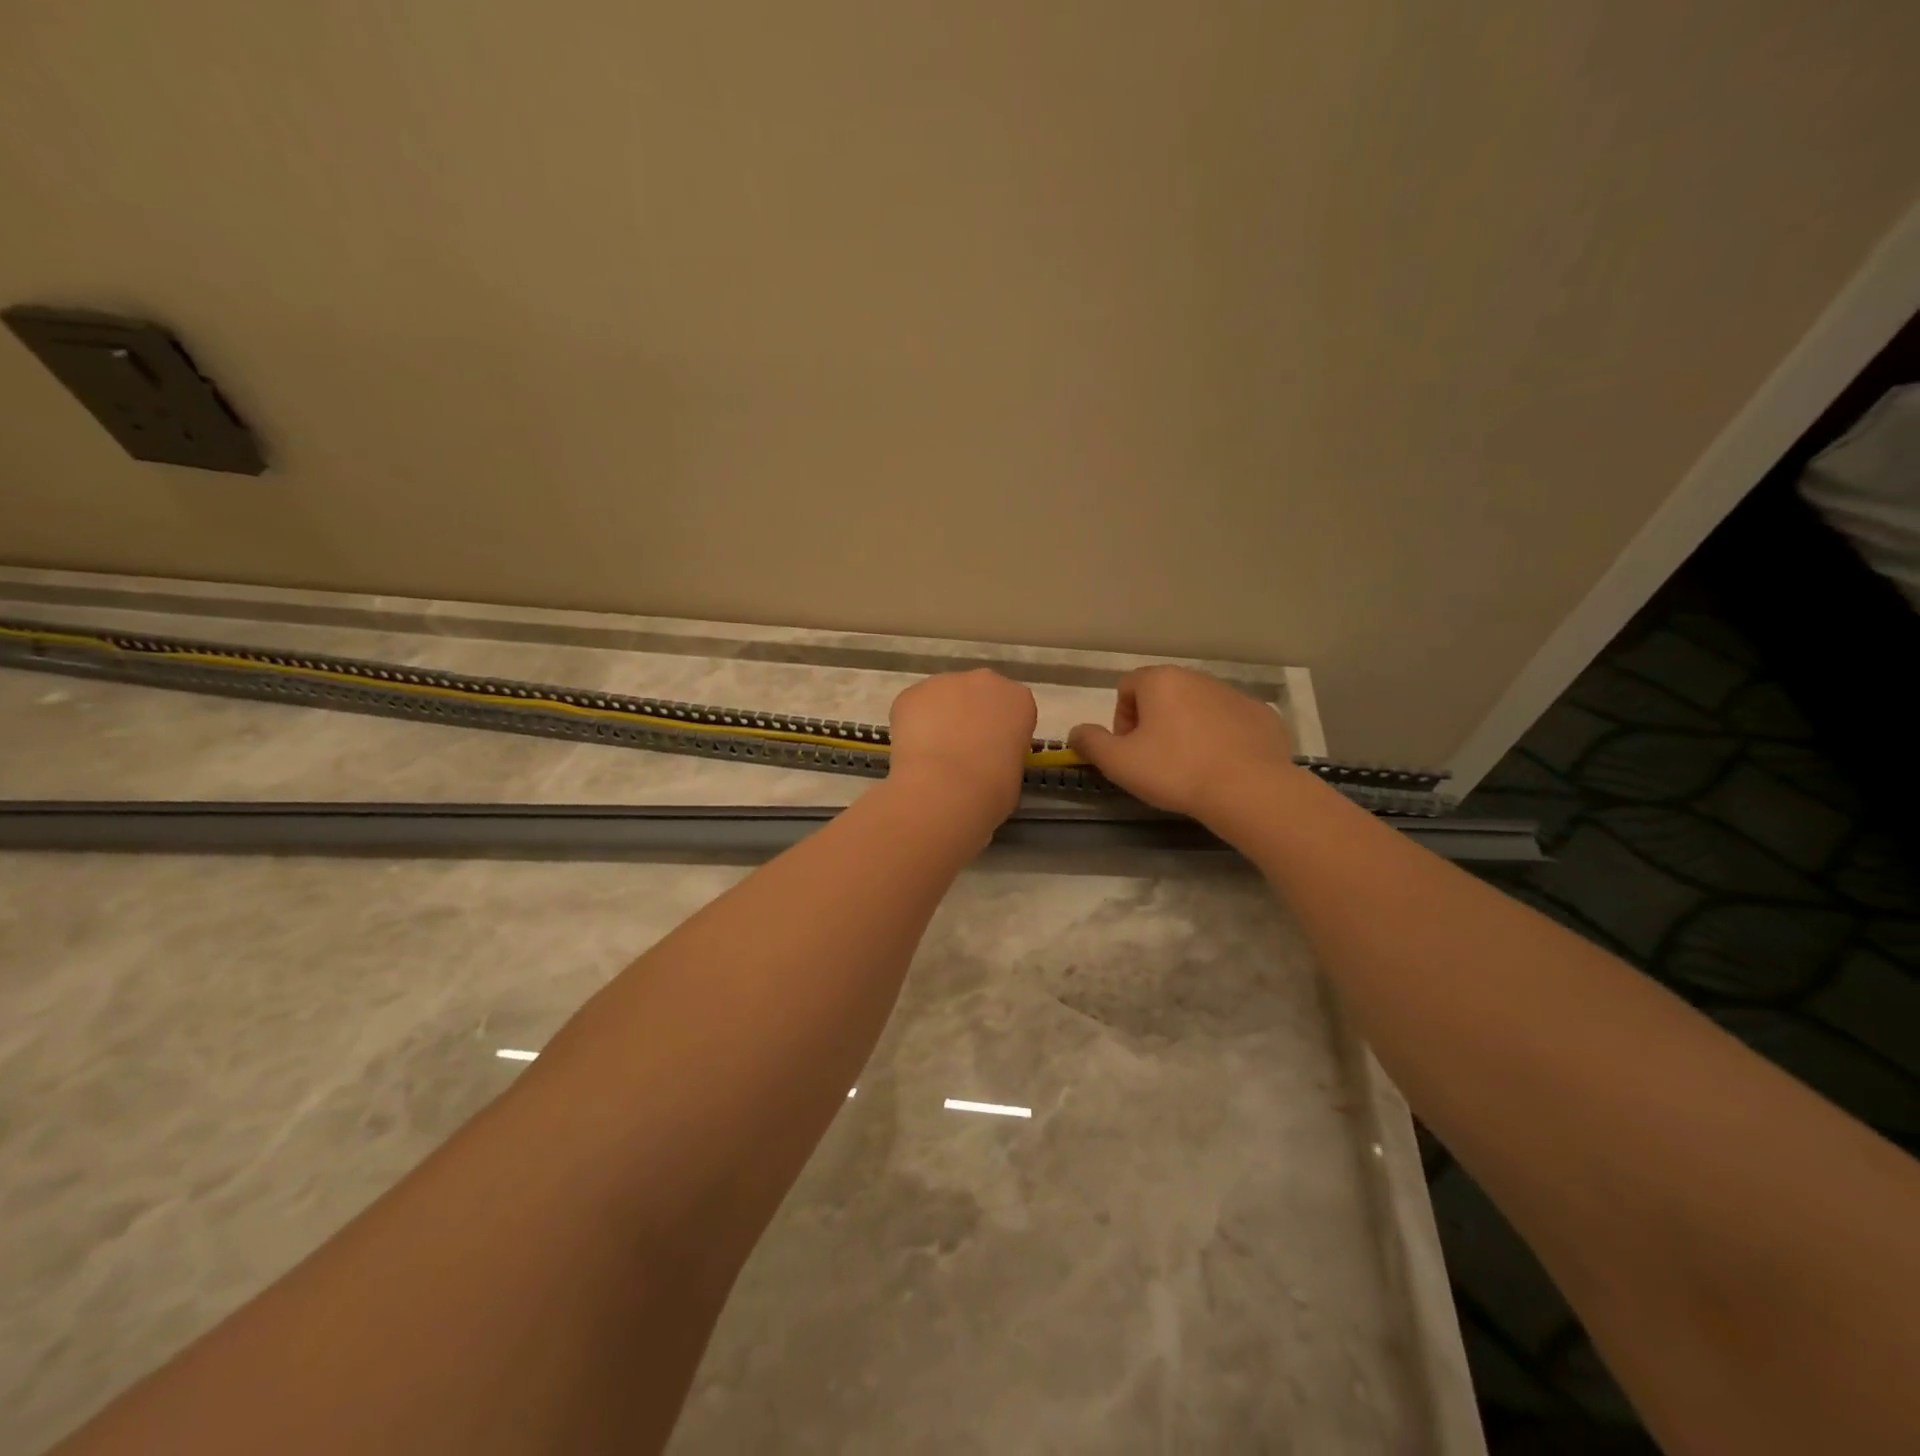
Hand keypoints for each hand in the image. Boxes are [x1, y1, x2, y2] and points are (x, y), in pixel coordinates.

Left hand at [886, 669, 1037, 823]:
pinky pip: (914, 708)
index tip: (992, 751)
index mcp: (1018, 700)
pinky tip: (913, 752)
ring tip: (932, 754)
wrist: (946, 789)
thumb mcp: (1013, 772)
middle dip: (969, 716)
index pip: (1012, 708)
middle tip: (961, 750)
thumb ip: (1002, 753)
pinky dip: (912, 725)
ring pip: (942, 698)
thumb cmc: (992, 789)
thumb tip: (985, 760)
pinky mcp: (911, 693)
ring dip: (939, 718)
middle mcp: (984, 681)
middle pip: (977, 694)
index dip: (1000, 730)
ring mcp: (944, 682)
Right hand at [1068, 665, 1298, 822]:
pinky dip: (1221, 739)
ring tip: (1190, 767)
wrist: (1248, 789)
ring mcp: (1234, 695)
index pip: (1127, 689)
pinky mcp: (1262, 715)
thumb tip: (1076, 731)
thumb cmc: (1174, 770)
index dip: (1121, 720)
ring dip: (1188, 730)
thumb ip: (1090, 742)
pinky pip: (1231, 723)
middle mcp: (1198, 678)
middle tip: (1156, 761)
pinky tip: (1222, 767)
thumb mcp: (1118, 762)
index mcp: (1161, 681)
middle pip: (1164, 696)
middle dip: (1154, 724)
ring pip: (1198, 708)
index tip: (1129, 751)